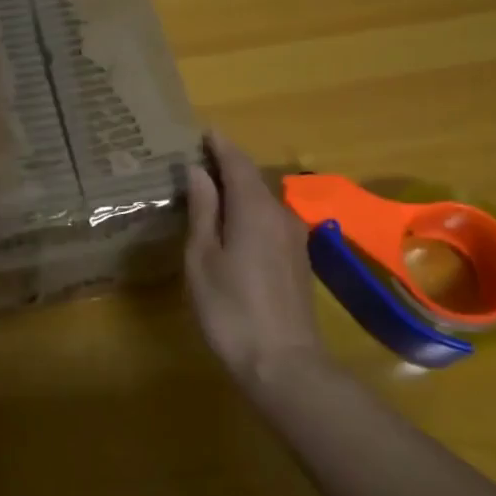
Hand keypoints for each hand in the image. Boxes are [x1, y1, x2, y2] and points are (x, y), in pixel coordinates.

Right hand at [184, 132, 333, 397]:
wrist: (284, 364)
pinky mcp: (298, 259)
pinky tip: (233, 223)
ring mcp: (294, 238)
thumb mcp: (203, 257)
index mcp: (254, 208)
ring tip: (210, 189)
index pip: (237, 163)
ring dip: (239, 189)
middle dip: (227, 165)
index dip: (220, 145)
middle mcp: (280, 214)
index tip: (203, 131)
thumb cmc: (231, 308)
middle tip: (197, 159)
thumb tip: (198, 171)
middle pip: (253, 179)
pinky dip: (249, 210)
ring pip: (263, 200)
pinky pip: (270, 219)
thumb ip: (203, 210)